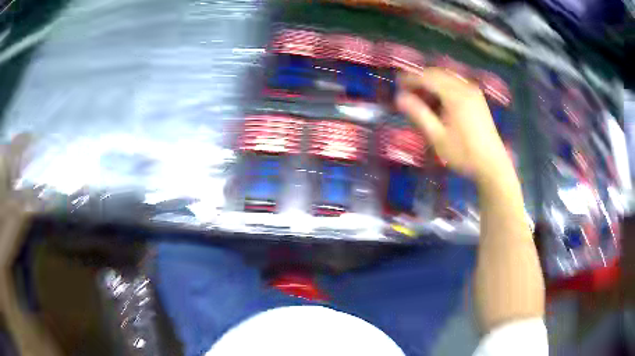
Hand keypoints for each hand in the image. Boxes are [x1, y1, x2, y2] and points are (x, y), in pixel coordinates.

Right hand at [396, 69, 512, 182]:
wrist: (492, 165)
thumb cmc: (464, 154)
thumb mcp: (437, 137)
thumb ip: (419, 114)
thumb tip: (399, 97)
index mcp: (455, 96)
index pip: (427, 78)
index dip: (410, 78)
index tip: (396, 84)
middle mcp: (465, 87)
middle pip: (437, 73)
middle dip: (420, 79)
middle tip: (407, 91)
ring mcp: (474, 92)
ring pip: (447, 77)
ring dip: (432, 82)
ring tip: (422, 96)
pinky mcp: (478, 98)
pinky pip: (456, 83)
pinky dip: (443, 86)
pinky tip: (439, 100)